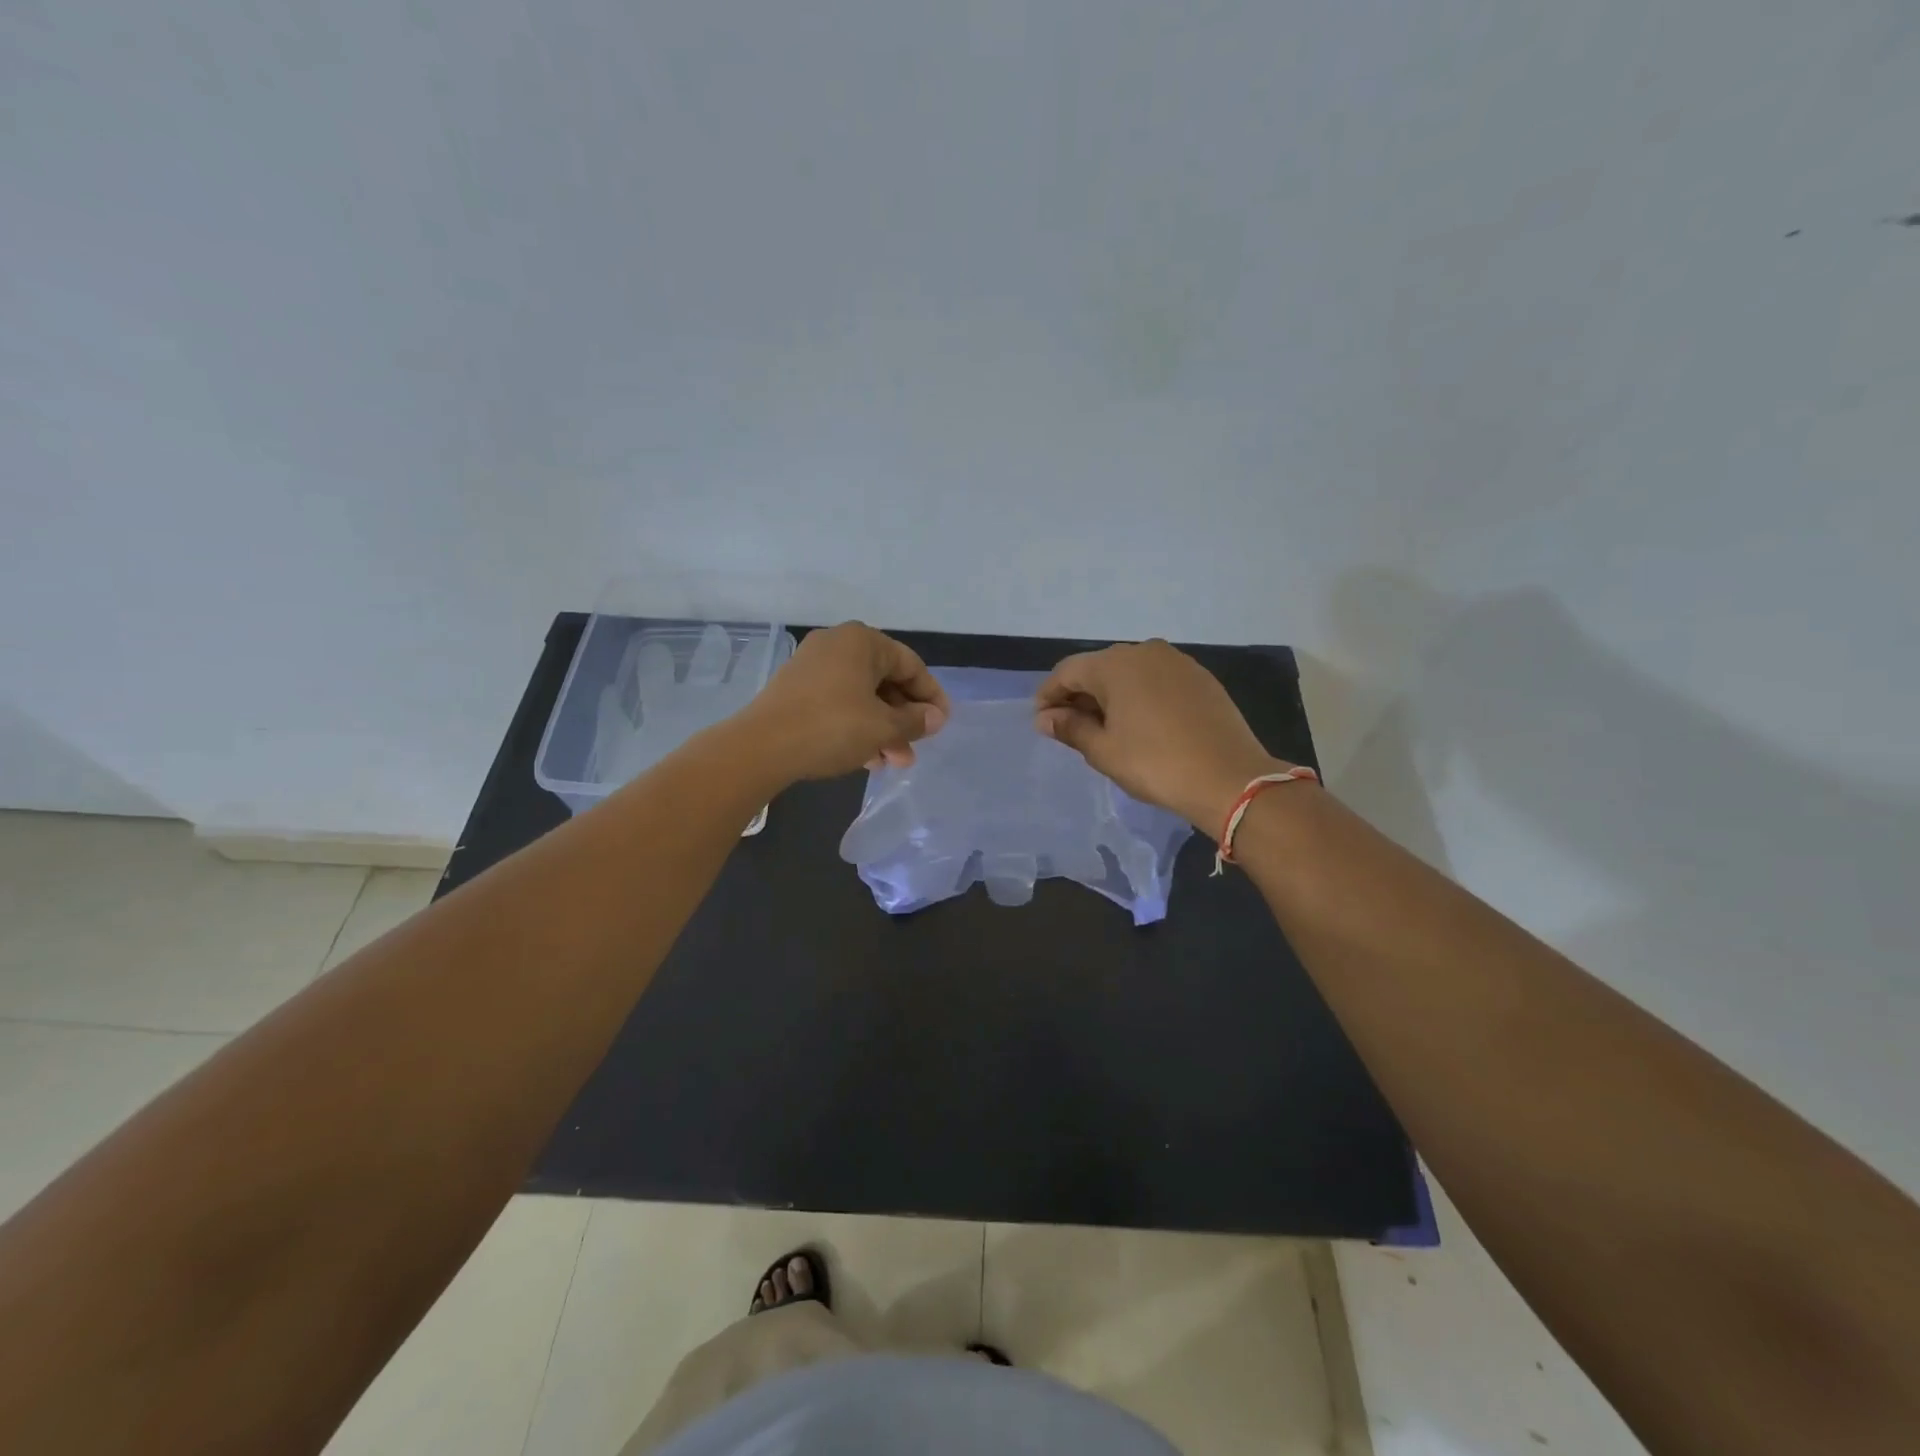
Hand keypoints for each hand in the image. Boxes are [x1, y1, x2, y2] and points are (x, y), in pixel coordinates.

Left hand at [740, 622, 949, 783]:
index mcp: (862, 641)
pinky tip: (866, 758)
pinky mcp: (796, 689)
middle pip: (885, 681)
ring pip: (862, 696)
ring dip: (883, 728)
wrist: (762, 747)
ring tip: (893, 762)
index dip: (931, 696)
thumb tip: (935, 717)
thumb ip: (915, 720)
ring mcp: (813, 666)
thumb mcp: (883, 727)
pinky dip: (857, 726)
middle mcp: (838, 645)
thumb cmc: (832, 727)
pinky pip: (839, 704)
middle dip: (904, 719)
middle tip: (916, 748)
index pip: (911, 665)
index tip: (942, 724)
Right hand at [1034, 639, 1290, 830]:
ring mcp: (1177, 662)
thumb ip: (1070, 728)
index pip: (1067, 671)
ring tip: (1104, 729)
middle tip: (1069, 728)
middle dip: (1079, 695)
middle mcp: (1144, 651)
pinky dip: (1139, 696)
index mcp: (1115, 664)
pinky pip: (1156, 680)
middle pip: (1098, 668)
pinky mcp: (1200, 678)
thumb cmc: (1155, 764)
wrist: (1229, 778)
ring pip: (1129, 673)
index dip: (1048, 695)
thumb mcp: (1104, 750)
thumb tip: (1045, 718)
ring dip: (1110, 696)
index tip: (1040, 721)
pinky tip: (1140, 724)